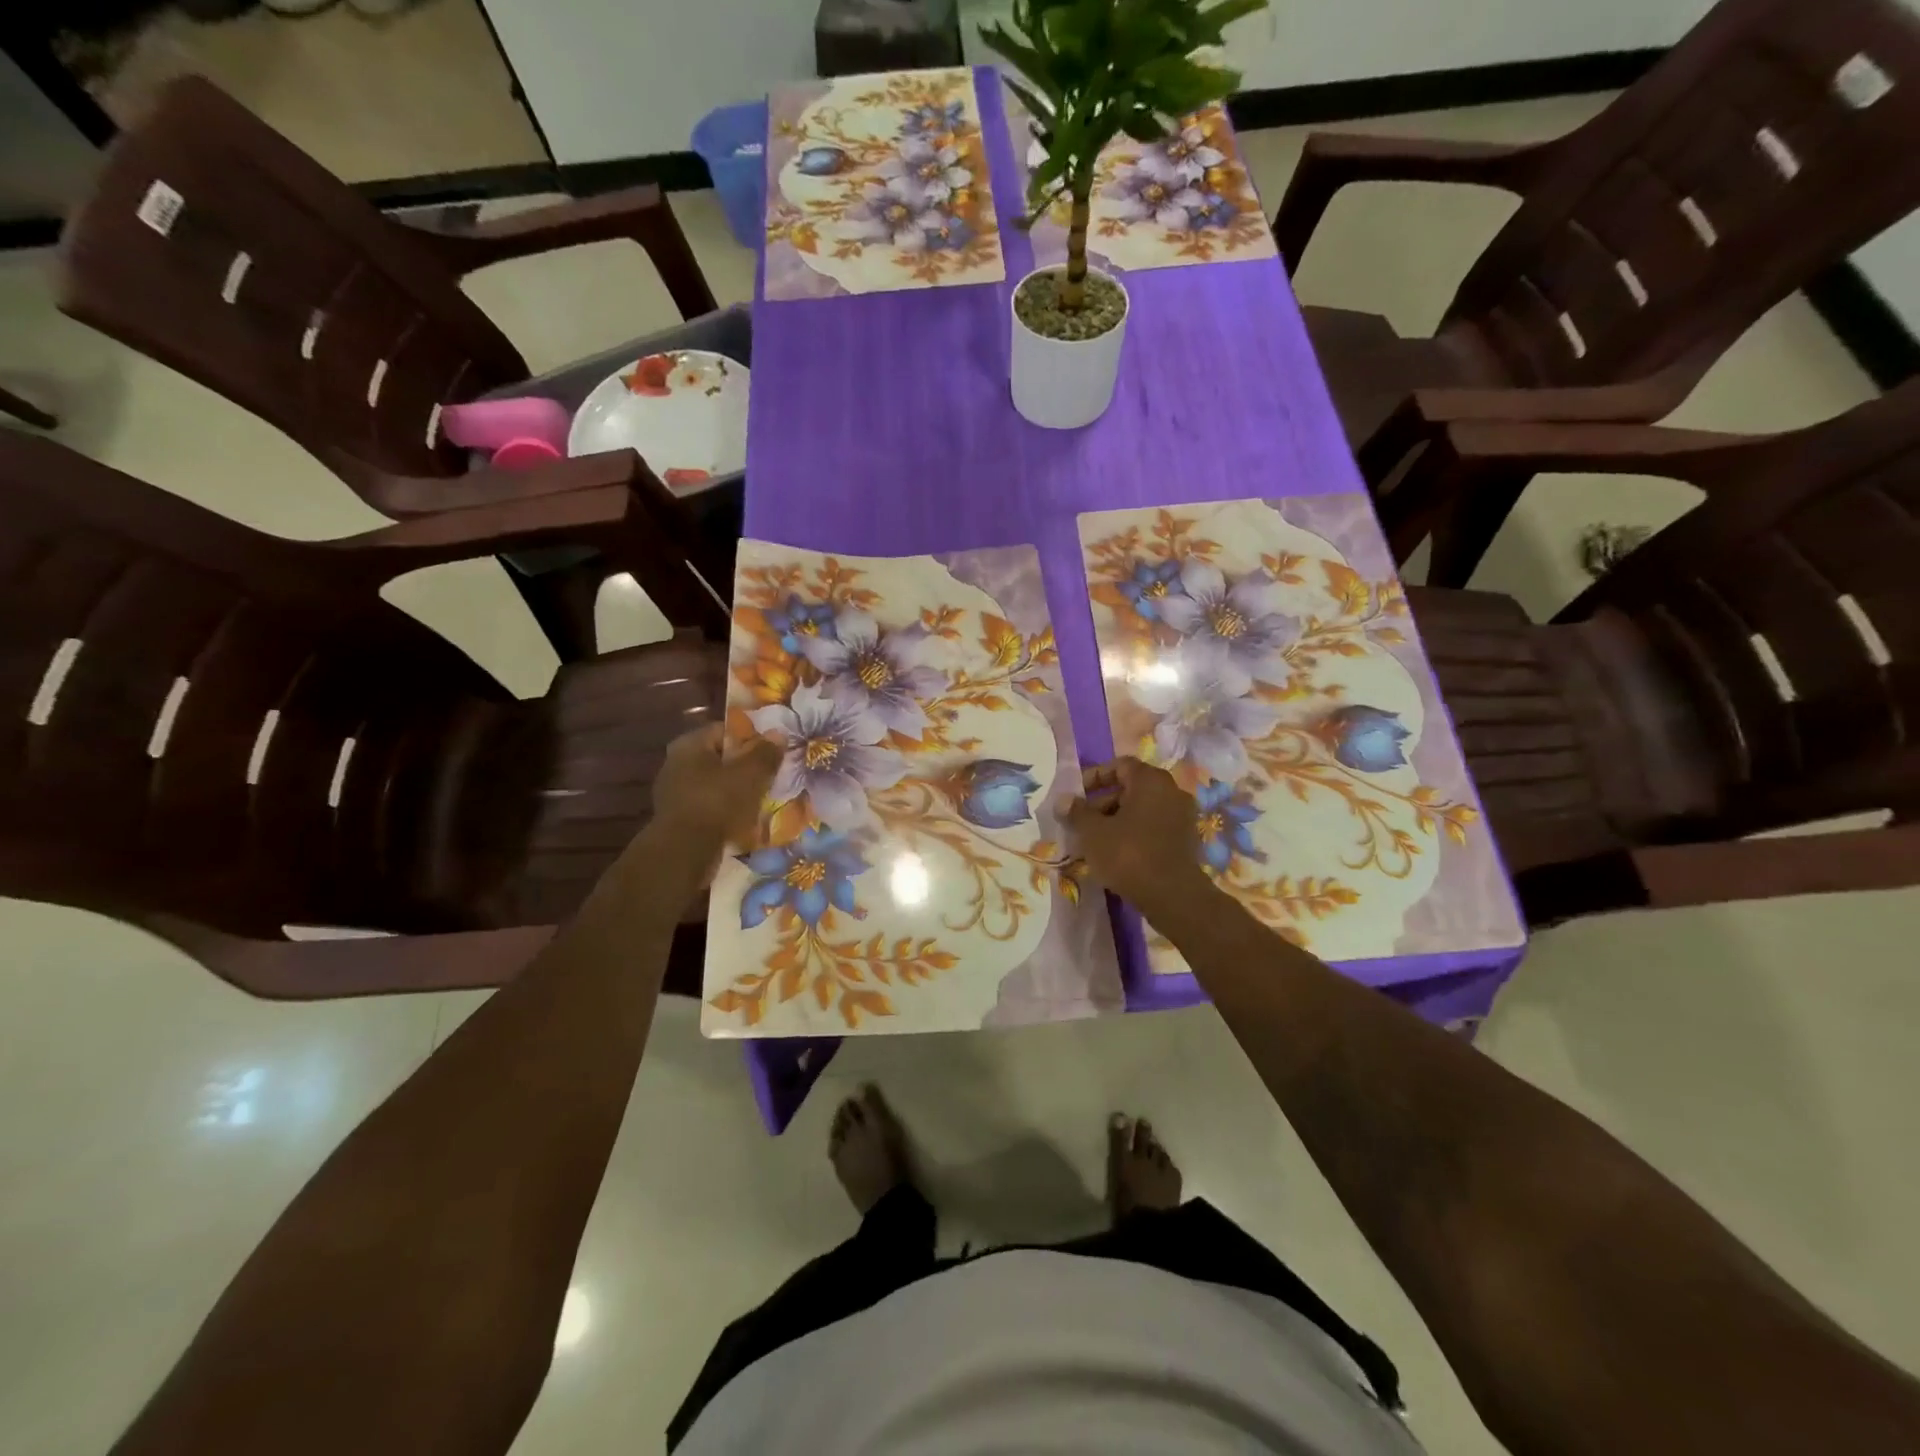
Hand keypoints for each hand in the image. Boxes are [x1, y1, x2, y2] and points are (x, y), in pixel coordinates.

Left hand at [652, 725, 779, 851]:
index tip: (772, 750)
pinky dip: (727, 810)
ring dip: (737, 790)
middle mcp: (676, 763)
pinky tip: (745, 819)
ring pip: (716, 784)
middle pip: (720, 758)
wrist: (685, 852)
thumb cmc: (718, 802)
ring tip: (762, 798)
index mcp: (689, 745)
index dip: (752, 738)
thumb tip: (778, 734)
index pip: (725, 731)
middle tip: (771, 775)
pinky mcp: (678, 818)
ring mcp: (674, 793)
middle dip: (745, 766)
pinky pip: (709, 806)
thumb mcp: (751, 773)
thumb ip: (766, 752)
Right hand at [1061, 758, 1212, 917]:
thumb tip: (1063, 800)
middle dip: (1102, 803)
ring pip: (1141, 811)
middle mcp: (1172, 792)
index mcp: (1151, 781)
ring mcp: (1182, 817)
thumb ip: (1076, 812)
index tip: (1076, 795)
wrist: (1173, 897)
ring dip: (1116, 821)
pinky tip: (1115, 854)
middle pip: (1131, 788)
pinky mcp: (1185, 841)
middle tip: (1080, 822)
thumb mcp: (1093, 832)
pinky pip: (1153, 828)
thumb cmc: (1129, 854)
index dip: (1094, 776)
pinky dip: (1133, 834)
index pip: (1120, 766)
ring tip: (1093, 842)